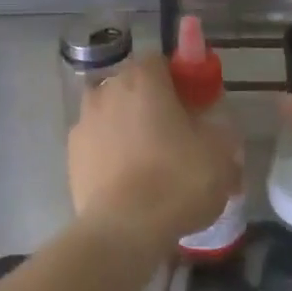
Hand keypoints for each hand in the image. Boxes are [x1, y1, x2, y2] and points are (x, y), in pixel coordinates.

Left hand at [69, 55, 239, 251]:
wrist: (123, 229)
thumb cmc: (177, 180)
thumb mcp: (221, 153)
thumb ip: (220, 129)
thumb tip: (215, 129)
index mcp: (143, 79)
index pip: (160, 62)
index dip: (178, 81)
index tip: (193, 106)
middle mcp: (107, 90)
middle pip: (133, 86)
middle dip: (151, 104)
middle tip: (175, 136)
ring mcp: (83, 121)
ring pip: (112, 114)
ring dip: (127, 128)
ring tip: (148, 163)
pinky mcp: (71, 154)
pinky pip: (97, 143)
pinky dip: (110, 153)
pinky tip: (127, 181)